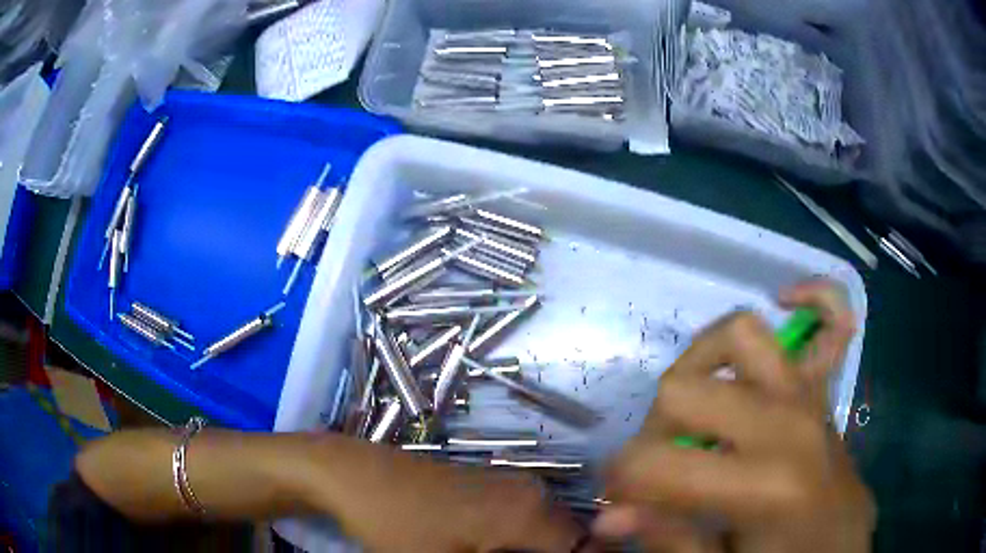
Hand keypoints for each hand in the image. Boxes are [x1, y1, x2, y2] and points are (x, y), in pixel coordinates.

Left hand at [303, 435, 589, 552]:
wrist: (354, 476)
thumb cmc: (397, 526)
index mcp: (530, 512)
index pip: (584, 548)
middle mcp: (531, 491)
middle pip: (568, 539)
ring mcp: (511, 484)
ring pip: (547, 532)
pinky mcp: (492, 486)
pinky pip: (526, 521)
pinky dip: (520, 544)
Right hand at [593, 280, 873, 552]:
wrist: (840, 551)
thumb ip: (668, 540)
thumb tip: (610, 515)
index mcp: (767, 485)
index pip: (661, 462)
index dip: (623, 484)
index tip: (619, 507)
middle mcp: (791, 423)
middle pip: (684, 390)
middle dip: (653, 434)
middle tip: (657, 476)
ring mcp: (813, 395)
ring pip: (739, 333)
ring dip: (700, 368)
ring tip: (695, 412)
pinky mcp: (826, 389)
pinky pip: (833, 316)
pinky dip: (813, 298)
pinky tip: (789, 300)